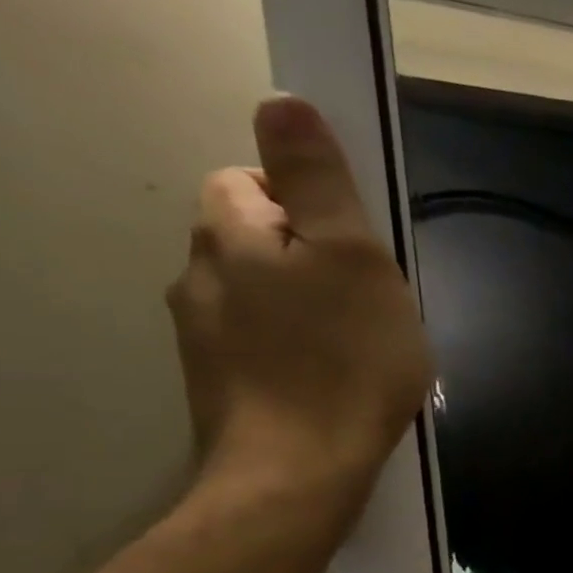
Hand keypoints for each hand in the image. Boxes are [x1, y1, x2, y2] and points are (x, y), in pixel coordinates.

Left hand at [167, 96, 431, 526]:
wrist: (301, 470)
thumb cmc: (344, 358)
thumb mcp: (353, 257)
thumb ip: (318, 181)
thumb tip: (282, 101)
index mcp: (230, 235)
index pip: (252, 180)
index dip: (309, 200)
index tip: (358, 243)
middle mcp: (200, 275)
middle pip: (258, 238)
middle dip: (314, 255)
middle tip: (372, 297)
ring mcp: (204, 335)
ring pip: (262, 293)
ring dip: (309, 303)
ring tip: (364, 343)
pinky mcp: (223, 383)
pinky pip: (264, 340)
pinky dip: (299, 346)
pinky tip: (337, 376)